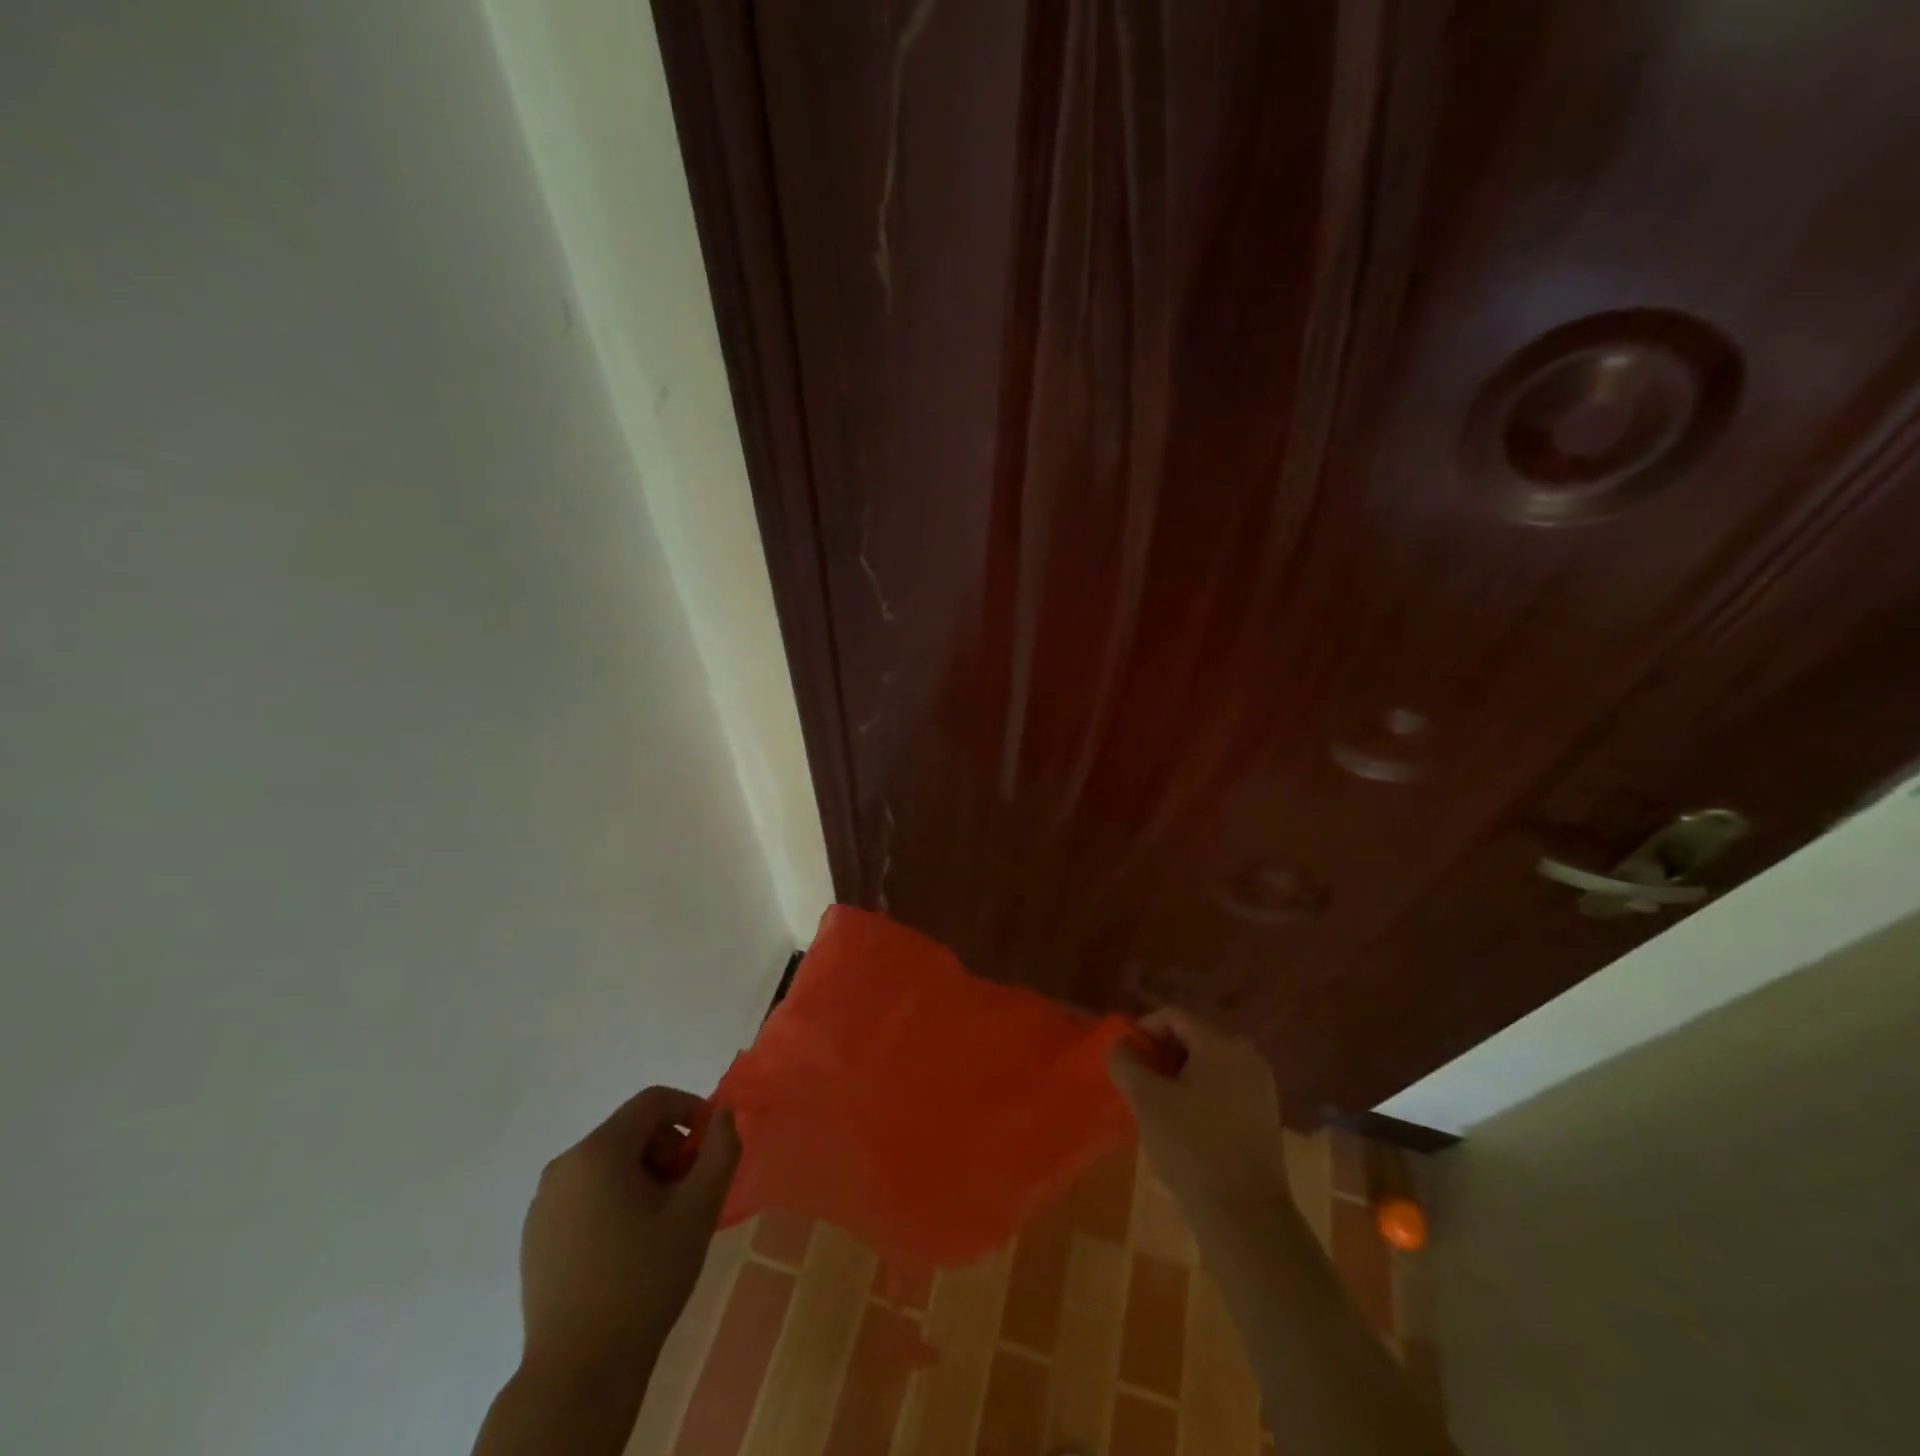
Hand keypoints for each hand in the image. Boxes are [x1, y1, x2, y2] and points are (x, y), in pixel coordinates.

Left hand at [518, 1087, 740, 1383]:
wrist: (578, 1374)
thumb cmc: (644, 1281)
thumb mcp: (699, 1210)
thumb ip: (720, 1150)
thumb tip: (725, 1114)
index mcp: (597, 1152)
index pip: (653, 1101)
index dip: (691, 1110)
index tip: (711, 1146)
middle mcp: (563, 1166)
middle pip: (630, 1131)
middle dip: (669, 1149)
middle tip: (691, 1191)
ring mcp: (543, 1203)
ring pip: (608, 1163)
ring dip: (645, 1175)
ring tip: (664, 1222)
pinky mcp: (536, 1236)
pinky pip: (586, 1193)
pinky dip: (616, 1199)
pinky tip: (630, 1245)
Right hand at [1107, 1008, 1287, 1211]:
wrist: (1246, 1217)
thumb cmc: (1191, 1148)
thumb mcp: (1145, 1100)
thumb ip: (1124, 1061)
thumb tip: (1120, 1042)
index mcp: (1221, 1043)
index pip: (1172, 1017)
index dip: (1142, 1031)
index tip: (1124, 1059)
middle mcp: (1247, 1055)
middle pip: (1192, 1038)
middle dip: (1160, 1055)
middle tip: (1137, 1084)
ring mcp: (1262, 1087)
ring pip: (1208, 1065)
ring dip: (1178, 1077)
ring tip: (1157, 1106)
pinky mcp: (1266, 1116)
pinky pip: (1225, 1089)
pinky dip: (1200, 1095)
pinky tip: (1185, 1126)